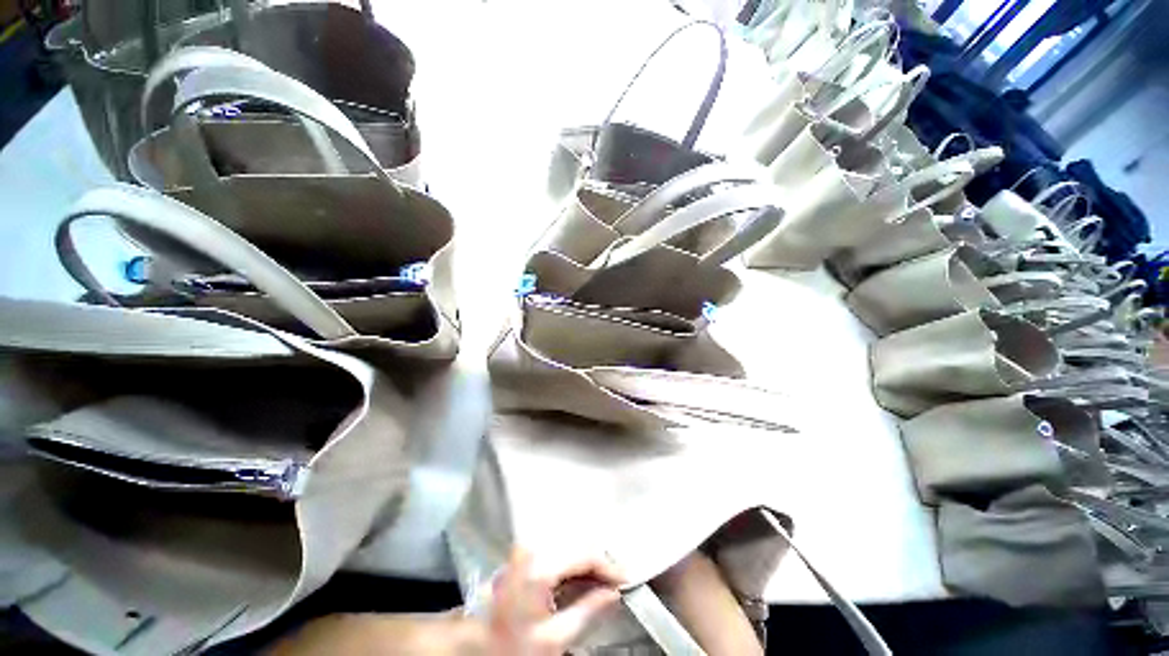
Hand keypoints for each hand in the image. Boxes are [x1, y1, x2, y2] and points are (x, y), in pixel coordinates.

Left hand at [478, 548, 624, 654]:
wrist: (470, 646)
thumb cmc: (511, 646)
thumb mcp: (553, 639)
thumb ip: (587, 611)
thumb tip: (614, 592)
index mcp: (541, 565)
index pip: (585, 555)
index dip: (609, 567)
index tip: (627, 580)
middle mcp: (534, 548)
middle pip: (577, 548)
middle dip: (599, 565)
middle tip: (617, 583)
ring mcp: (527, 550)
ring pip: (568, 550)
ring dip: (587, 566)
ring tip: (604, 583)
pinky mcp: (523, 556)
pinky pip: (556, 555)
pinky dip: (572, 567)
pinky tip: (583, 581)